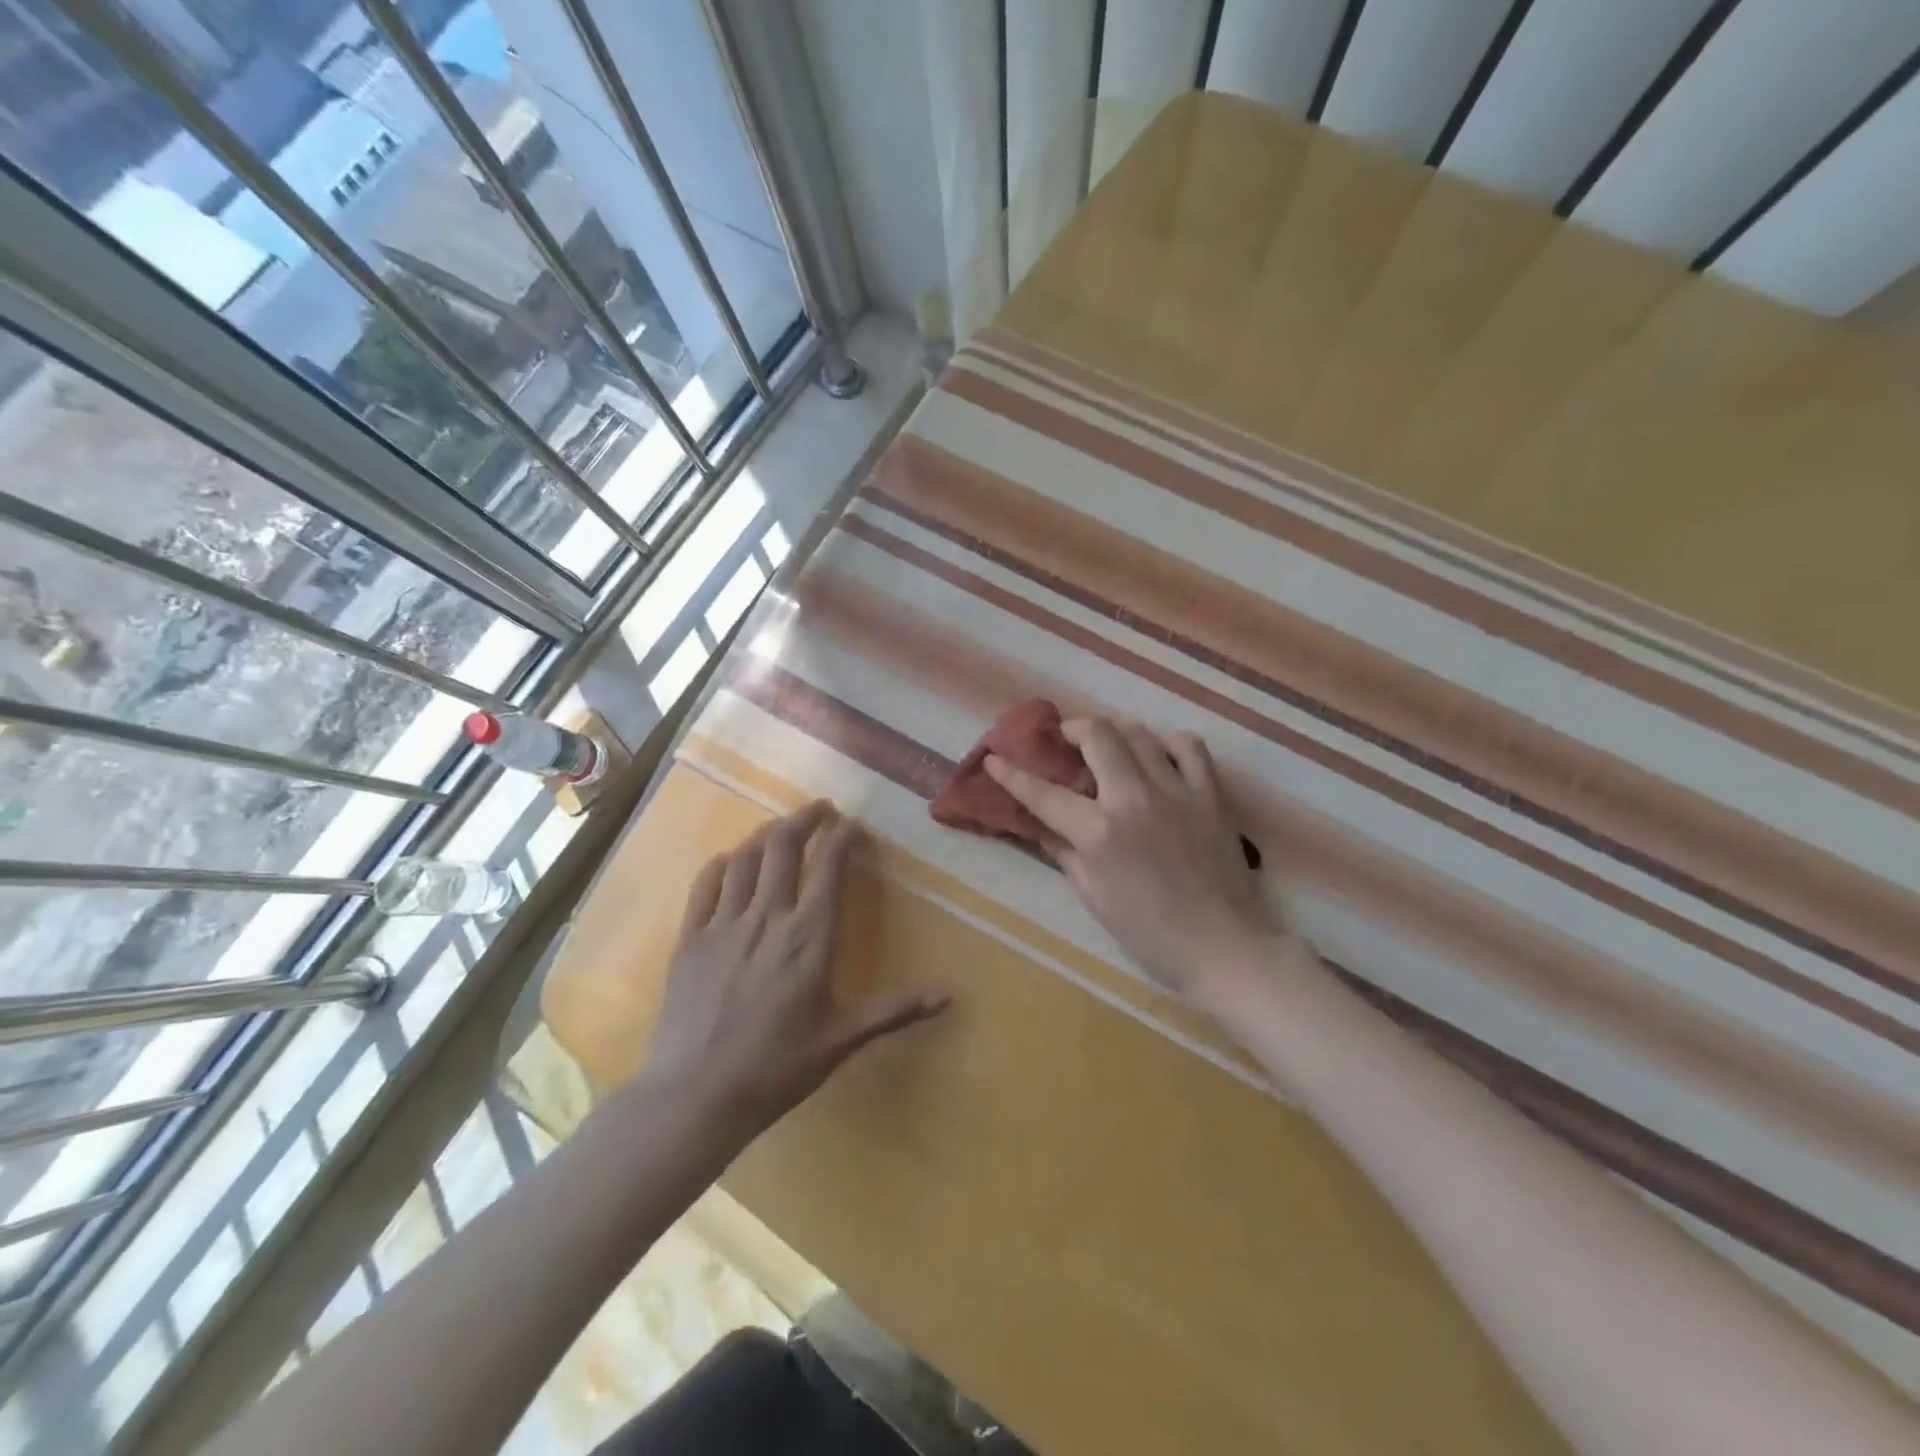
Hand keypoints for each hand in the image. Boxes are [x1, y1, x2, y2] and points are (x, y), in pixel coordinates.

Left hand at [643, 800, 949, 1139]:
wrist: (697, 1095)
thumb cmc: (778, 1067)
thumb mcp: (844, 1038)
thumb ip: (896, 1008)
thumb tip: (950, 993)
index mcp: (809, 936)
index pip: (830, 867)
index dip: (843, 837)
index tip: (853, 825)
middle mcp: (767, 917)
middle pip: (784, 847)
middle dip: (805, 819)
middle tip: (820, 809)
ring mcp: (724, 924)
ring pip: (746, 858)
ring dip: (766, 834)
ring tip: (781, 828)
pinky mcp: (690, 939)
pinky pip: (706, 885)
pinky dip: (723, 864)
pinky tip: (730, 860)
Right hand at [987, 718, 1283, 1007]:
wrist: (1225, 949)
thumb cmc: (1150, 935)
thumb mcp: (1093, 898)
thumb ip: (1064, 852)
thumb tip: (1041, 825)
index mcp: (1099, 832)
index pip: (1043, 793)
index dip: (1012, 773)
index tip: (995, 757)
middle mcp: (1134, 799)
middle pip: (1097, 735)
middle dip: (1071, 730)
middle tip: (1063, 742)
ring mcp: (1177, 791)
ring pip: (1139, 733)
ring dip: (1115, 735)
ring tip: (1107, 751)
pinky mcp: (1211, 794)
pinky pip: (1189, 747)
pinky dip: (1169, 745)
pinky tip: (1160, 760)